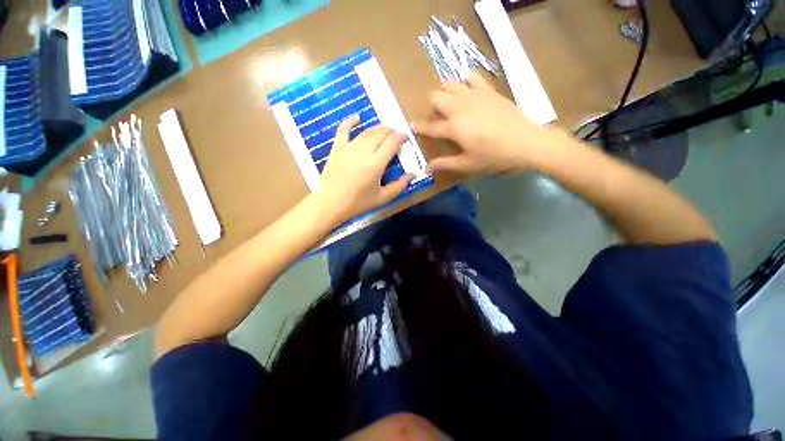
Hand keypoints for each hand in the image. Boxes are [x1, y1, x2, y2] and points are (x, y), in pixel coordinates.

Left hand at [314, 117, 413, 223]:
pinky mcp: (337, 148)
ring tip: (383, 131)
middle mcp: (363, 152)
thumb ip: (400, 185)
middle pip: (380, 133)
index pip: (392, 143)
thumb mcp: (383, 198)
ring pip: (366, 132)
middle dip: (391, 131)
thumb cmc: (358, 203)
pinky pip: (343, 130)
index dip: (400, 137)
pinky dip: (350, 122)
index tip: (405, 137)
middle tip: (395, 135)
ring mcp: (348, 148)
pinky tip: (357, 118)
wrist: (331, 203)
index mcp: (376, 164)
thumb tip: (413, 174)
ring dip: (377, 128)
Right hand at [412, 73, 550, 175]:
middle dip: (431, 106)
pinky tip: (466, 90)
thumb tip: (427, 168)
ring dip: (444, 93)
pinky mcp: (487, 89)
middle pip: (435, 97)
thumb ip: (445, 163)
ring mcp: (474, 95)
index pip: (430, 126)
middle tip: (438, 118)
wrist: (525, 141)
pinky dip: (464, 80)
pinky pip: (471, 76)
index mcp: (453, 128)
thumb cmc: (493, 156)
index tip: (412, 125)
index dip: (419, 127)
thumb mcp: (467, 164)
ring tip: (450, 105)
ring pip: (449, 84)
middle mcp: (459, 107)